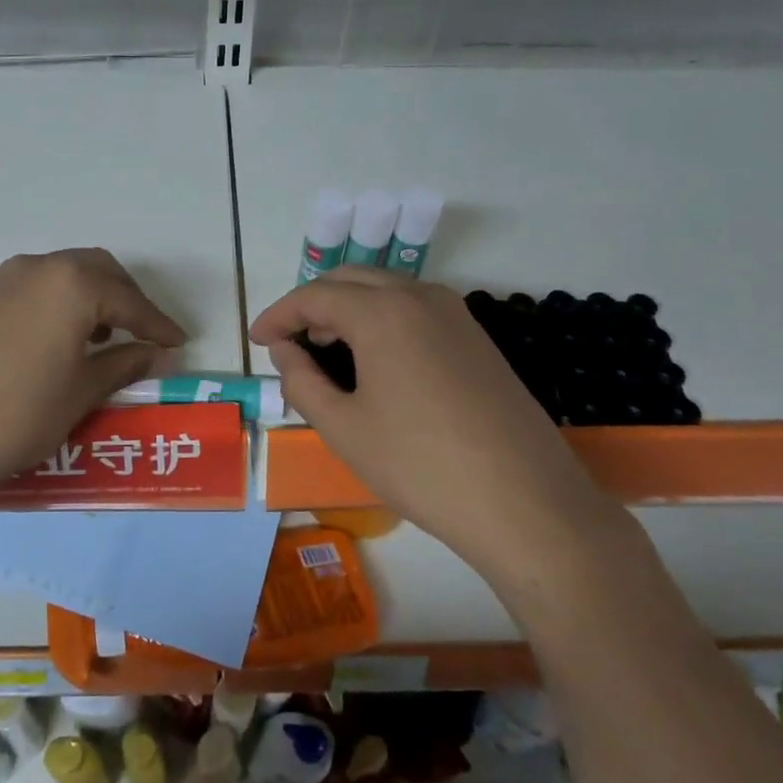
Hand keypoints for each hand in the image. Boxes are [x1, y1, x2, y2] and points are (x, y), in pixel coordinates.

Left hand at [0, 249, 186, 513]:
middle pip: (91, 269)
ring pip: (50, 278)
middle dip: (122, 297)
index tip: (177, 342)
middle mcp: (29, 270)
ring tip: (90, 339)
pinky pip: (15, 296)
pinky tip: (36, 347)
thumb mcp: (82, 392)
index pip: (128, 299)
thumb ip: (124, 364)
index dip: (157, 322)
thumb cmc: (18, 416)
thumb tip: (156, 353)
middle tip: (138, 332)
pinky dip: (41, 310)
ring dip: (80, 300)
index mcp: (68, 285)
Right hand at [250, 268, 599, 563]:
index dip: (278, 315)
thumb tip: (284, 351)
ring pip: (386, 291)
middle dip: (312, 305)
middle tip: (289, 343)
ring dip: (348, 310)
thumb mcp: (343, 428)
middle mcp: (421, 296)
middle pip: (351, 280)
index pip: (314, 296)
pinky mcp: (477, 338)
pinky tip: (374, 362)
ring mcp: (456, 314)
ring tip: (326, 352)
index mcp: (382, 311)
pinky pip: (415, 310)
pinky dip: (382, 321)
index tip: (256, 341)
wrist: (525, 502)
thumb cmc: (420, 465)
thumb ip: (301, 381)